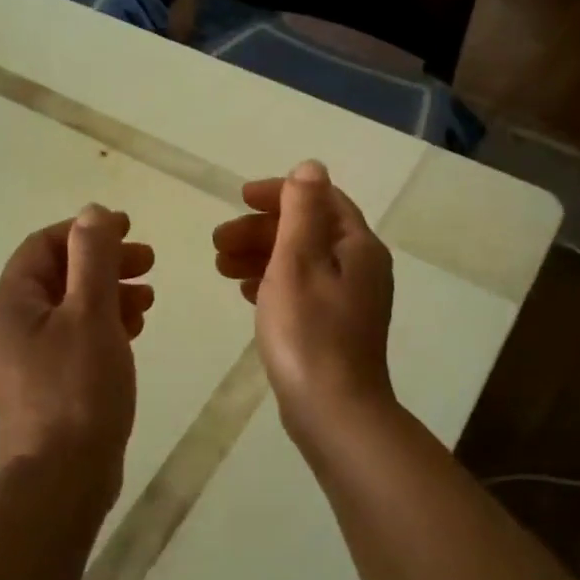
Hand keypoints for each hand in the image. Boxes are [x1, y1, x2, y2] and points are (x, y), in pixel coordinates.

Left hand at [0, 205, 154, 503]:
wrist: (63, 478)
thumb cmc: (77, 388)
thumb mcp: (90, 313)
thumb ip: (92, 258)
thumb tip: (92, 212)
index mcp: (11, 303)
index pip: (44, 246)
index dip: (86, 231)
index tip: (129, 228)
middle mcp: (12, 325)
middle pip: (59, 275)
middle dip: (104, 262)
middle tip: (148, 261)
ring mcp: (28, 357)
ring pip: (71, 307)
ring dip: (110, 293)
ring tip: (148, 299)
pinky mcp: (48, 382)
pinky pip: (76, 336)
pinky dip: (105, 324)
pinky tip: (135, 329)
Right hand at [211, 161, 396, 445]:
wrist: (334, 413)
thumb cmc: (309, 333)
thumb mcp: (298, 262)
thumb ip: (302, 211)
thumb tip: (310, 167)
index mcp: (358, 246)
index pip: (321, 200)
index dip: (279, 194)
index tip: (239, 199)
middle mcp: (361, 267)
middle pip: (308, 230)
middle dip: (261, 230)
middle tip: (217, 242)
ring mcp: (350, 300)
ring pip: (301, 261)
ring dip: (261, 256)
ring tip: (220, 267)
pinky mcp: (336, 327)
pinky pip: (302, 289)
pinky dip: (272, 282)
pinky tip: (245, 292)